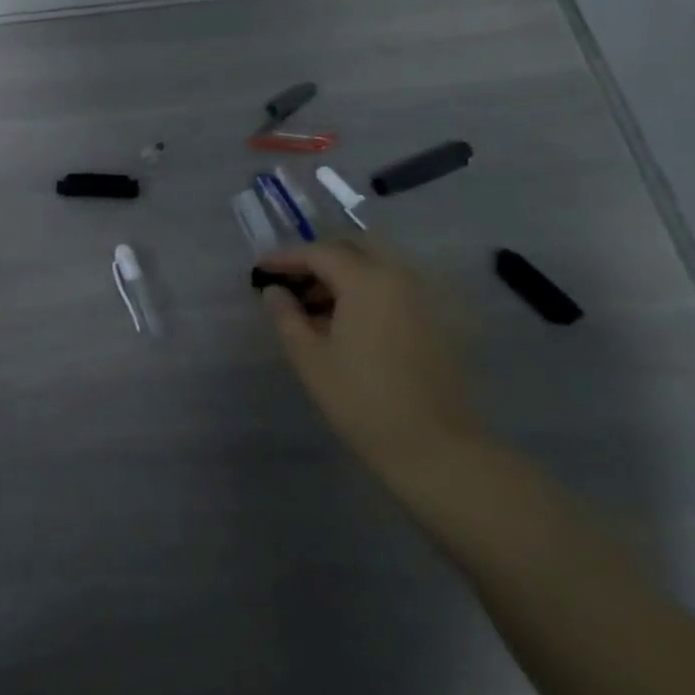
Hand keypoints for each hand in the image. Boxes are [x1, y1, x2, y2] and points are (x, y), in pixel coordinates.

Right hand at [259, 239, 477, 476]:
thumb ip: (286, 316)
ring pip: (376, 267)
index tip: (259, 269)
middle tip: (288, 280)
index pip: (319, 253)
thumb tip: (274, 291)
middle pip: (354, 248)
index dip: (285, 258)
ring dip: (342, 274)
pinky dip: (364, 290)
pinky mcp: (435, 321)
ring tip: (310, 305)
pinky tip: (343, 321)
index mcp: (368, 281)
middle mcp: (401, 278)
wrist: (433, 445)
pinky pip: (393, 288)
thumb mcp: (309, 357)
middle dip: (318, 258)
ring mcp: (424, 298)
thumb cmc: (361, 399)